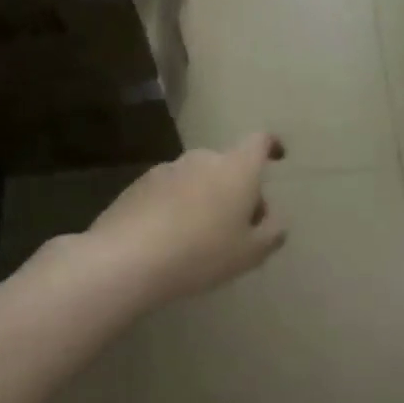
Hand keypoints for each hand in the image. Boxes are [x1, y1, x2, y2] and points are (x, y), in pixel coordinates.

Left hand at [83, 133, 288, 306]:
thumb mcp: (252, 252)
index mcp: (237, 169)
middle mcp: (202, 159)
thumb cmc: (202, 253)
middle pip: (229, 166)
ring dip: (207, 198)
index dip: (272, 146)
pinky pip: (170, 192)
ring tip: (203, 237)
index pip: (259, 142)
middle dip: (239, 188)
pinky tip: (172, 240)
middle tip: (241, 225)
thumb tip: (273, 219)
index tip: (278, 157)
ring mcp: (166, 170)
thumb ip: (272, 232)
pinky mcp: (137, 187)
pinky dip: (178, 207)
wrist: (126, 260)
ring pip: (198, 179)